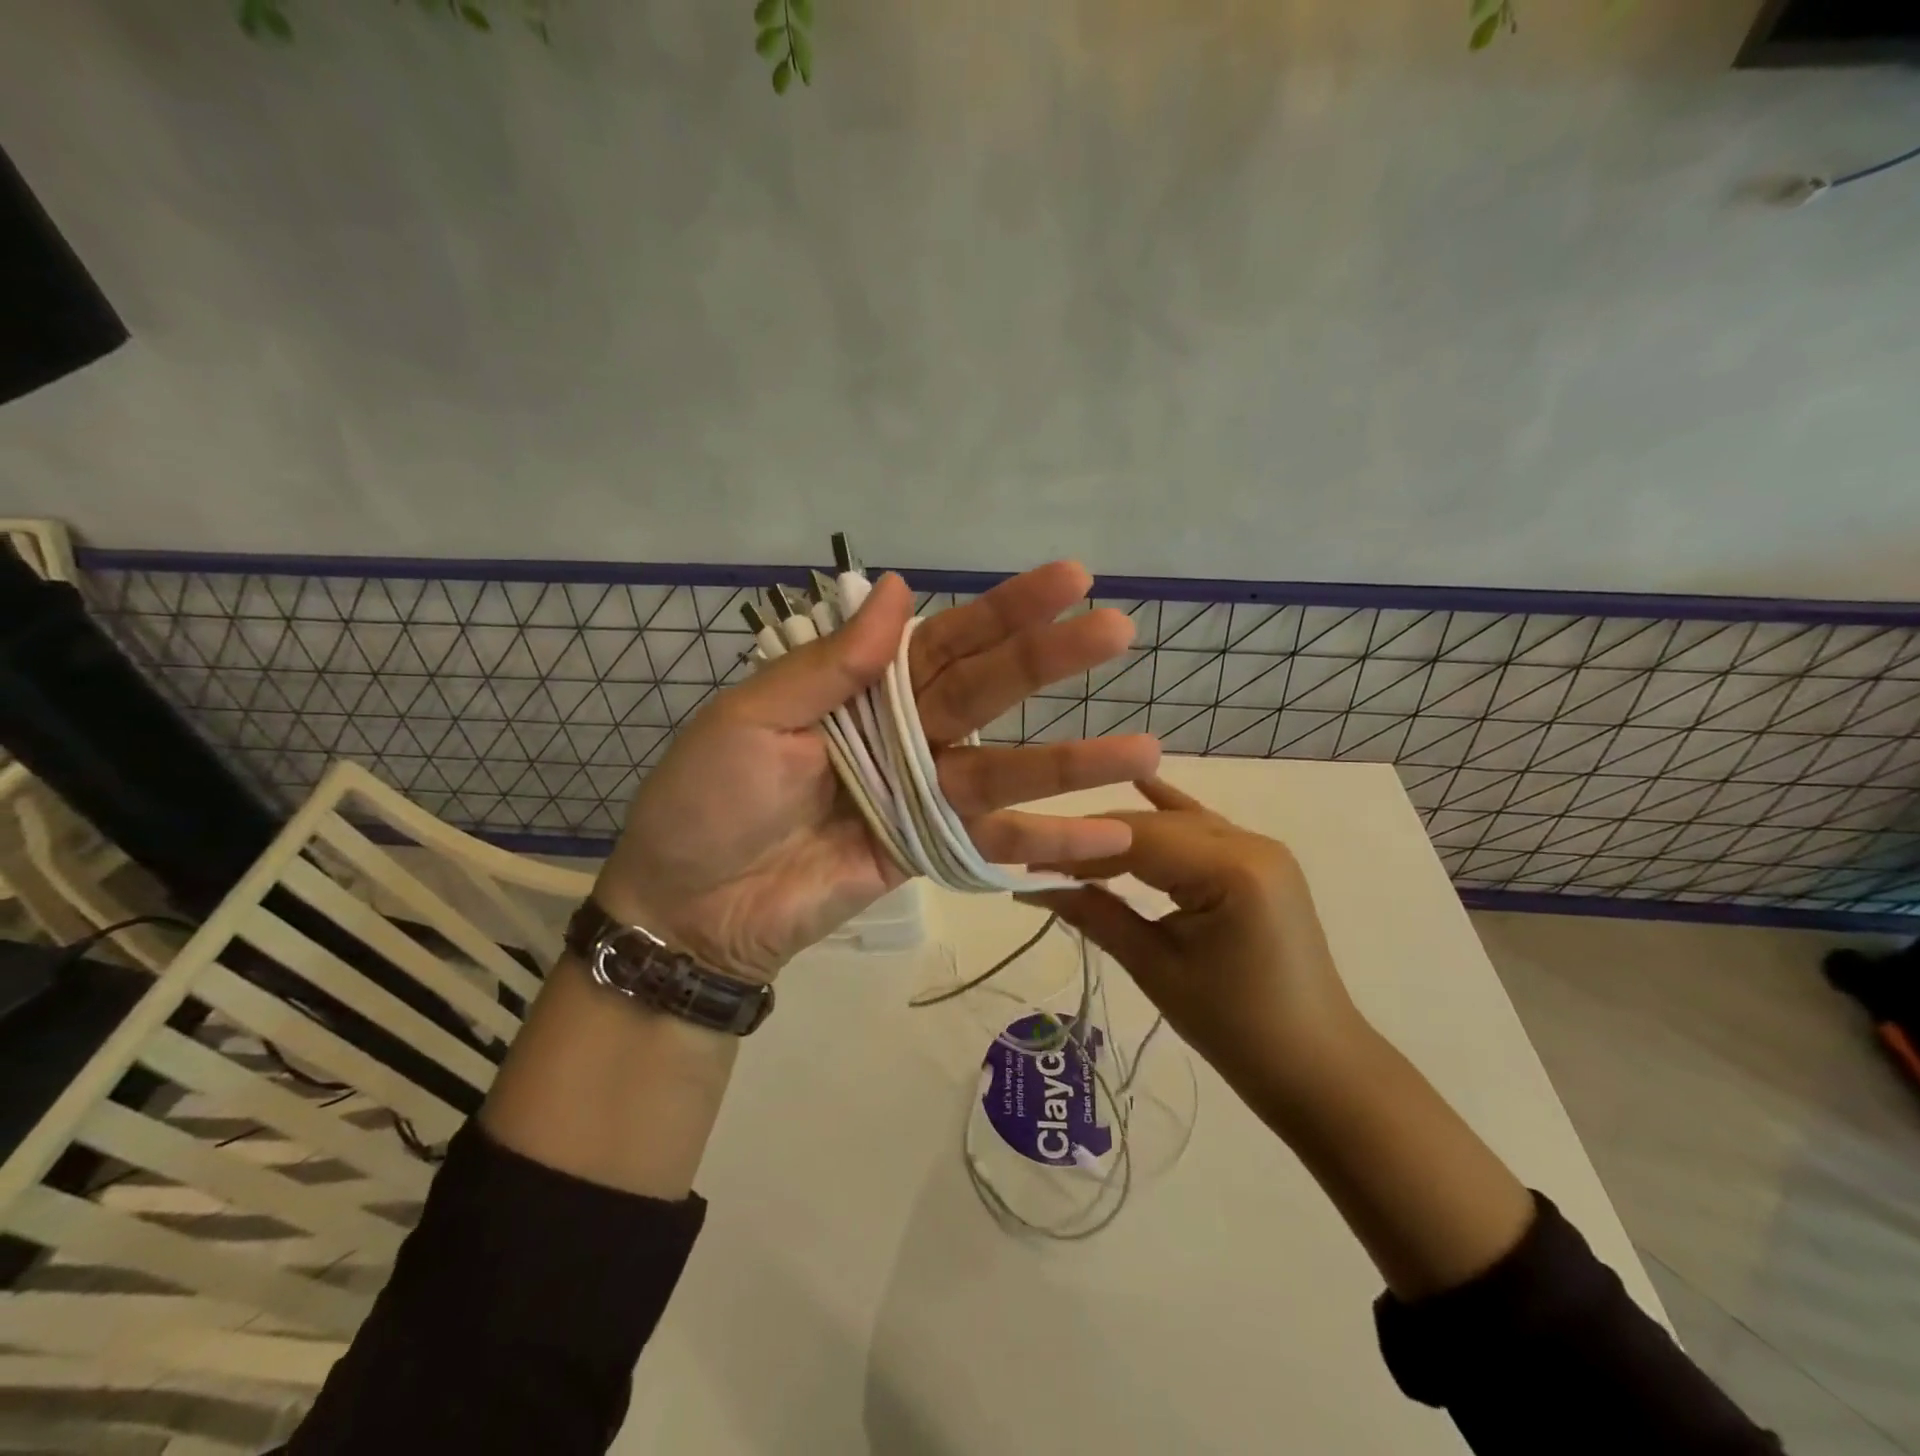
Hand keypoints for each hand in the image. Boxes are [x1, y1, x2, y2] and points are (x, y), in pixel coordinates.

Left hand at [594, 564, 1160, 978]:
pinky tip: (1108, 838)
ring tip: (1145, 750)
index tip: (1071, 579)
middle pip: (987, 692)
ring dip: (1072, 761)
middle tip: (1117, 632)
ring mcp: (920, 794)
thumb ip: (831, 664)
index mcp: (860, 688)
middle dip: (1049, 662)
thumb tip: (900, 587)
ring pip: (1005, 769)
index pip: (944, 639)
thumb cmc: (708, 801)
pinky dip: (1047, 844)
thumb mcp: (753, 719)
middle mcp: (902, 732)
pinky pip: (991, 843)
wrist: (689, 907)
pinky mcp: (926, 852)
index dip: (1004, 610)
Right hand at [1029, 778, 1367, 1097]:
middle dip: (1096, 841)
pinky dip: (1170, 815)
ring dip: (1125, 836)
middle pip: (1155, 826)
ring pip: (1177, 825)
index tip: (1027, 862)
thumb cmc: (1236, 1029)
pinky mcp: (1260, 864)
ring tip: (1071, 847)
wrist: (1318, 1067)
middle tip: (1041, 862)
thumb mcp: (1156, 968)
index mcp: (1232, 869)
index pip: (1136, 840)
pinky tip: (1141, 783)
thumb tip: (1031, 886)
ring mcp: (1261, 849)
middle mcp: (1251, 843)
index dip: (1078, 848)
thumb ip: (1095, 915)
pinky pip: (1205, 832)